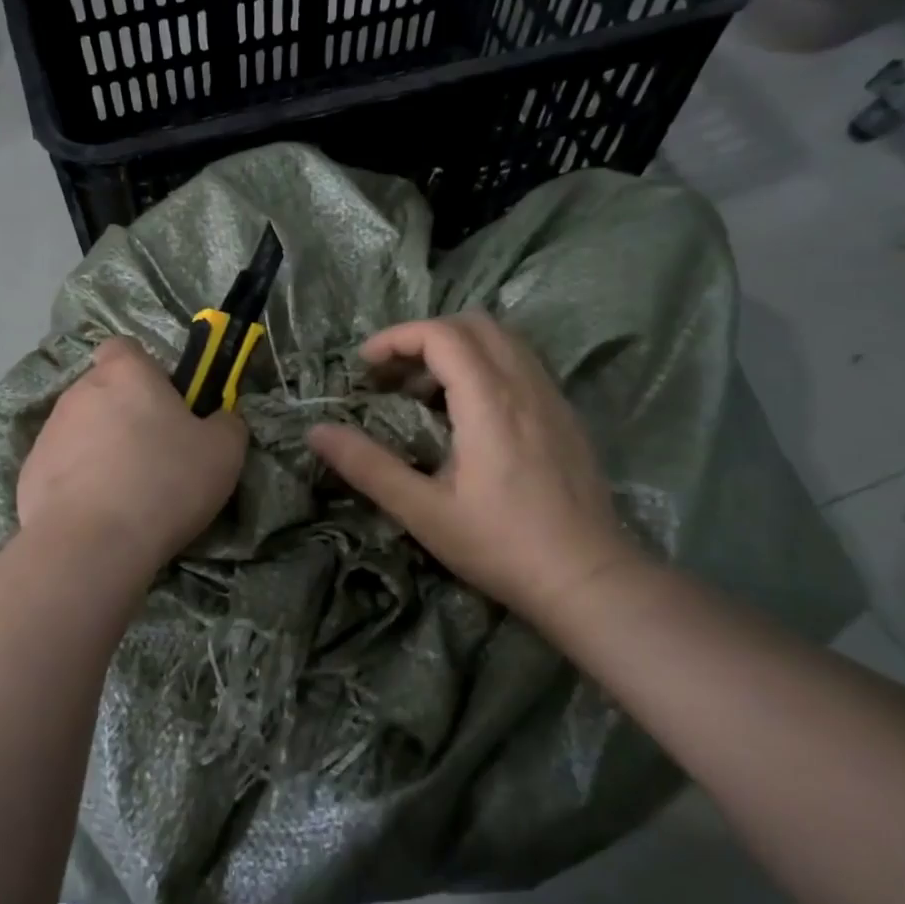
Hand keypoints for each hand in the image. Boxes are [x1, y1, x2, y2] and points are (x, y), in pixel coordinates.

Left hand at [18, 337, 247, 577]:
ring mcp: (48, 432)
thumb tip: (220, 419)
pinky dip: (78, 483)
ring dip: (101, 450)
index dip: (145, 371)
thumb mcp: (224, 452)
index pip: (125, 348)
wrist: (91, 545)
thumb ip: (226, 423)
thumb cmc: (164, 483)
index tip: (165, 404)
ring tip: (126, 494)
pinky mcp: (29, 473)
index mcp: (125, 373)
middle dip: (125, 415)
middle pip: (105, 391)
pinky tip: (98, 515)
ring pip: (82, 431)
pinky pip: (62, 468)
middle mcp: (80, 391)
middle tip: (155, 456)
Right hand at [306, 313, 643, 626]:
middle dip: (425, 337)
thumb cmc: (500, 546)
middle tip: (393, 376)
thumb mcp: (423, 511)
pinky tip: (469, 415)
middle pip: (474, 324)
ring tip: (425, 394)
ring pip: (503, 340)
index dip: (396, 338)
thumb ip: (368, 466)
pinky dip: (485, 366)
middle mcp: (525, 385)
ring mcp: (552, 398)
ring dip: (457, 349)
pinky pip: (522, 364)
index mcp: (490, 401)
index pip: (442, 334)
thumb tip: (316, 432)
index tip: (365, 367)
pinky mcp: (566, 416)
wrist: (588, 579)